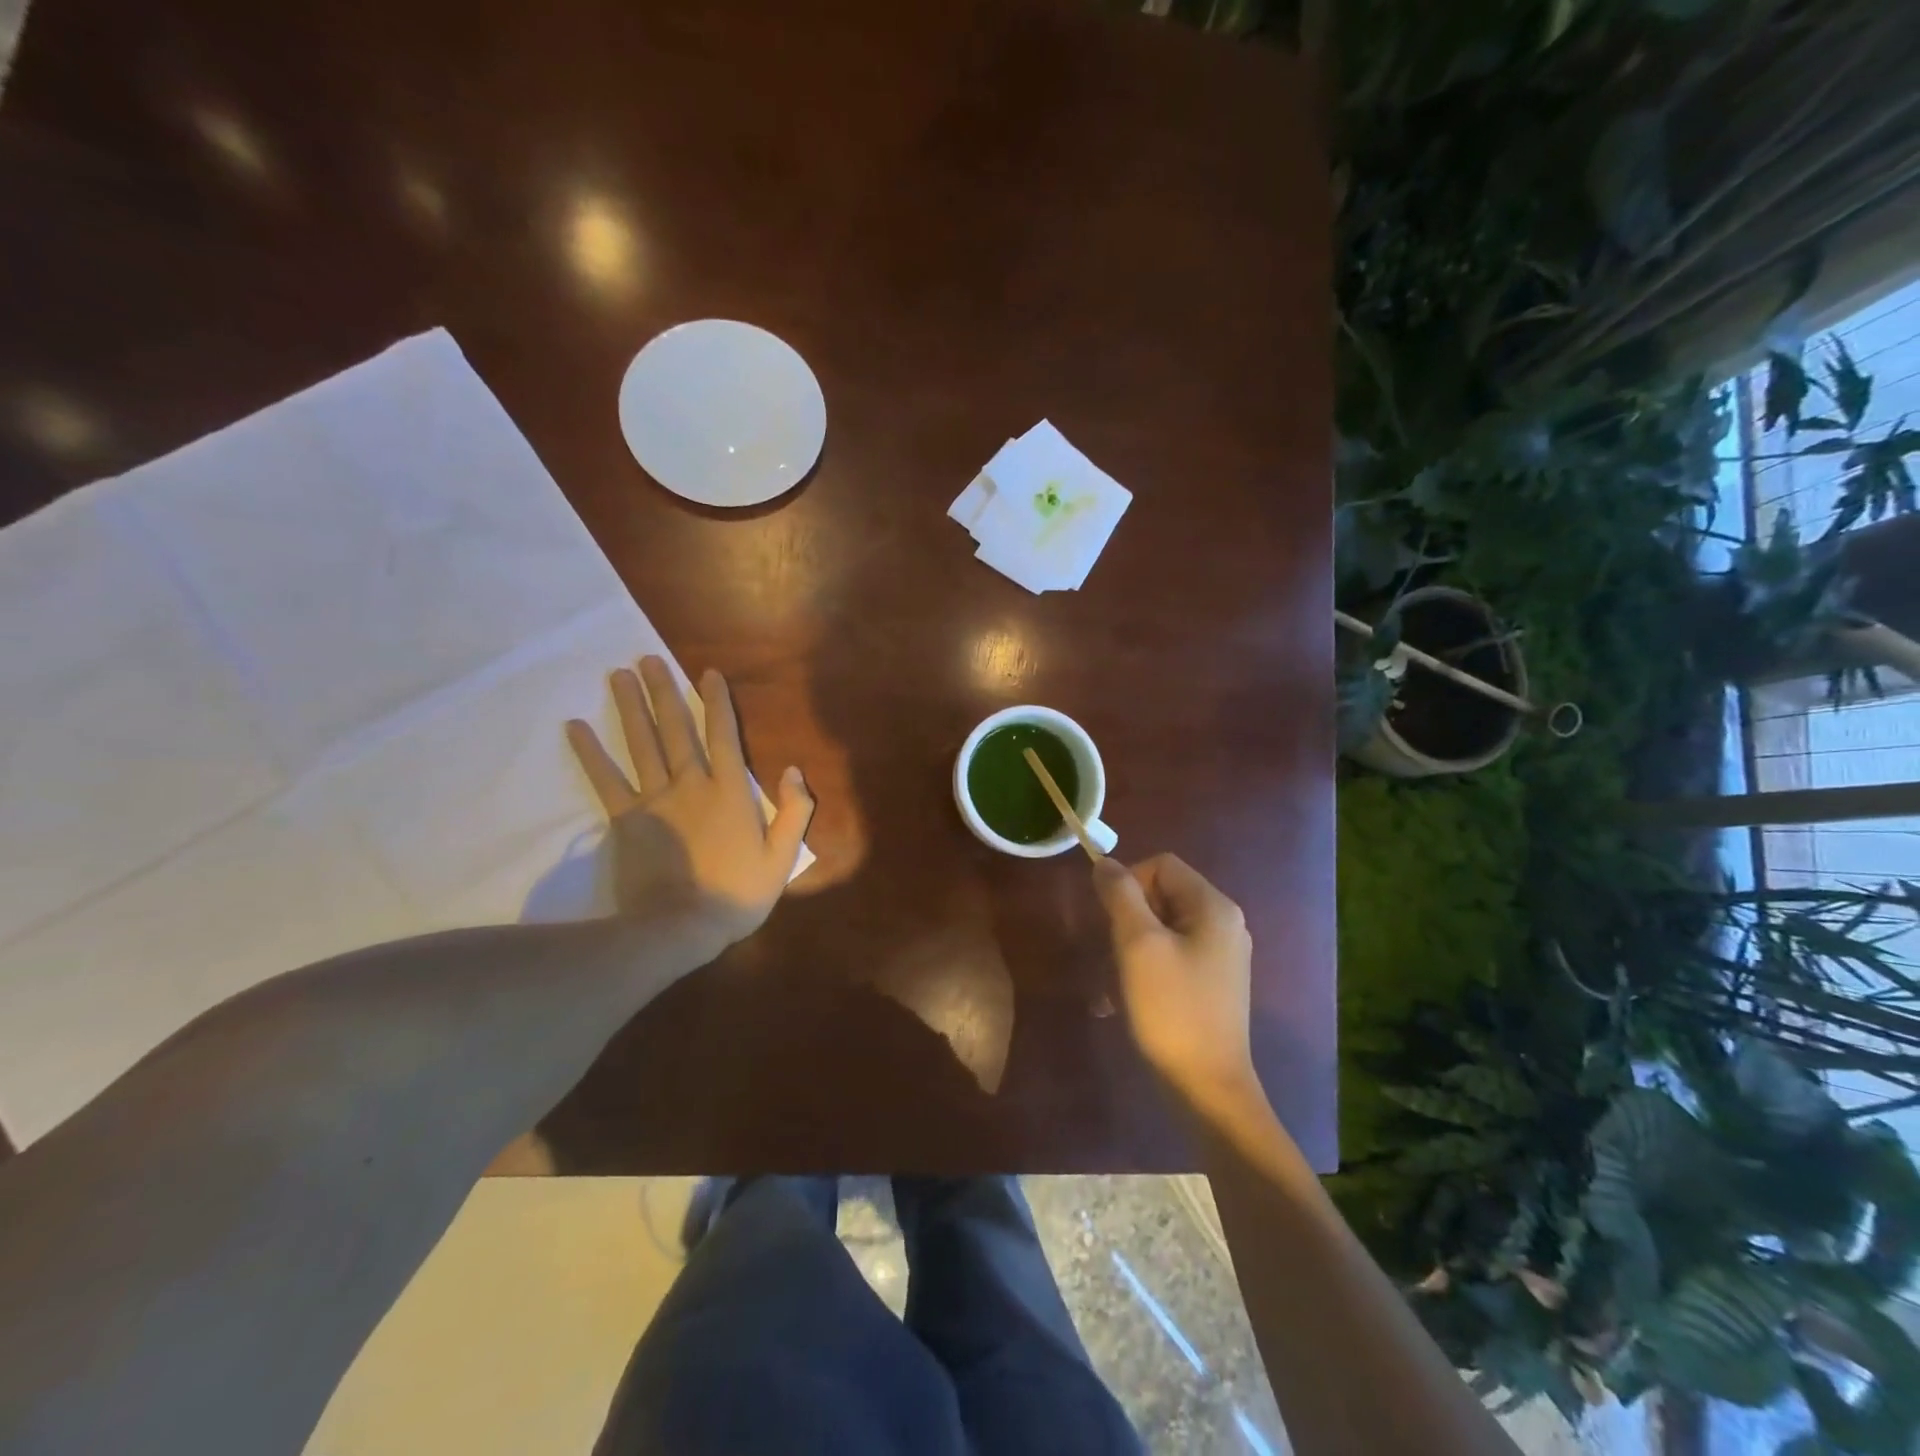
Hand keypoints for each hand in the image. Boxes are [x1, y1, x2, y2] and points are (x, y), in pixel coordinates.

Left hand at [566, 657, 812, 955]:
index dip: (717, 703)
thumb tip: (794, 770)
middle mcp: (692, 784)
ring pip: (642, 744)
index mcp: (730, 792)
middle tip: (648, 660)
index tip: (707, 673)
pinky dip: (591, 752)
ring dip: (631, 707)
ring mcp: (655, 800)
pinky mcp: (626, 819)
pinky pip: (606, 779)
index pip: (723, 736)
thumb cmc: (737, 895)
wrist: (680, 927)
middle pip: (676, 730)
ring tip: (618, 674)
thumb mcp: (781, 858)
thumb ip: (794, 812)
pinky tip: (575, 726)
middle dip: (665, 692)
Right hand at [1093, 854, 1257, 1111]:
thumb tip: (1105, 863)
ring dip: (1133, 943)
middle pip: (1164, 893)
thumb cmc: (1171, 1009)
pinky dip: (1148, 964)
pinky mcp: (1214, 981)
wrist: (1207, 1086)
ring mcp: (1222, 954)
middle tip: (1116, 952)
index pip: (1162, 865)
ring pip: (1164, 925)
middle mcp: (1225, 923)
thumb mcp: (1138, 944)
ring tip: (1119, 979)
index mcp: (1214, 907)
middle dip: (1130, 916)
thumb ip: (1120, 895)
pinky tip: (1131, 995)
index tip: (1112, 921)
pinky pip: (1173, 952)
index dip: (1129, 882)